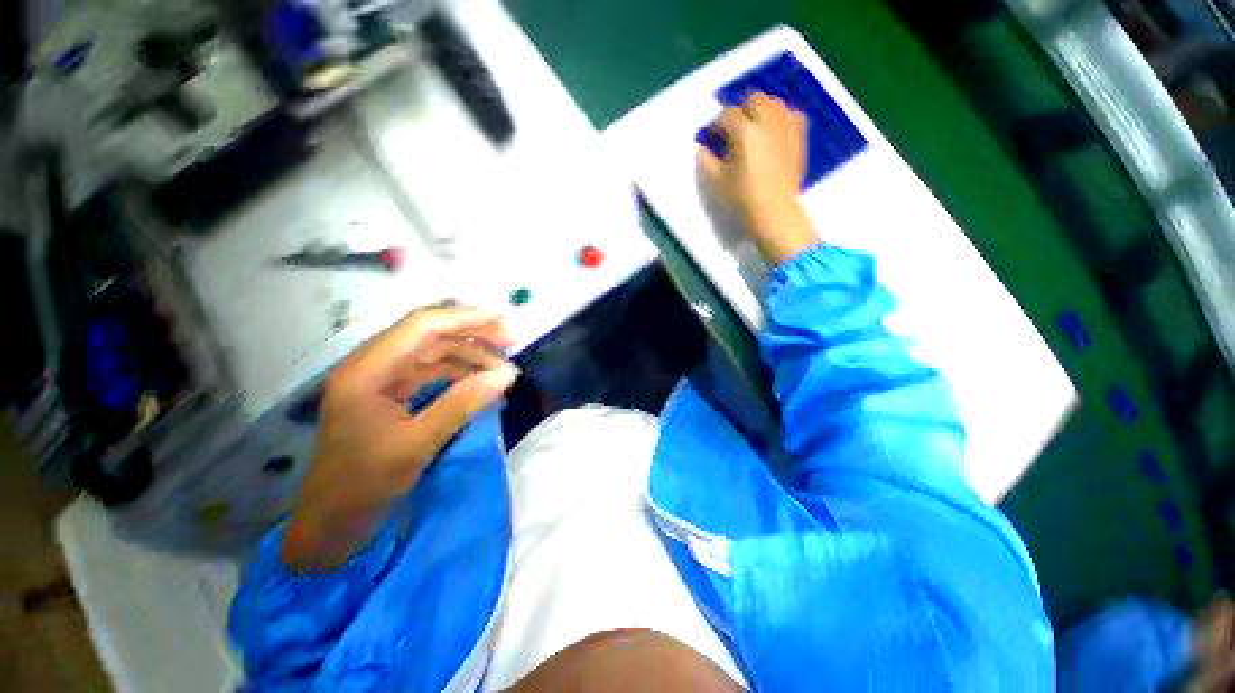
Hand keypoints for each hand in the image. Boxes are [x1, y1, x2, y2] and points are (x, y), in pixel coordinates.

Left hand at [283, 306, 518, 571]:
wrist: (331, 523)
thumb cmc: (365, 485)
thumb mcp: (418, 443)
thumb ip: (464, 403)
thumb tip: (507, 375)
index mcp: (367, 370)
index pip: (421, 326)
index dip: (465, 318)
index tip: (503, 319)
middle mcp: (372, 365)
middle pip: (429, 334)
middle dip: (472, 334)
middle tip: (510, 342)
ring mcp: (381, 379)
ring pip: (433, 352)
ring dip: (469, 355)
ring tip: (502, 369)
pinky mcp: (390, 393)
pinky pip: (431, 372)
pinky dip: (459, 374)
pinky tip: (481, 383)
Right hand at [698, 92, 819, 265]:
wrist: (774, 210)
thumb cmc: (742, 197)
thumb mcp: (716, 182)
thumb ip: (705, 161)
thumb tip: (701, 148)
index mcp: (744, 131)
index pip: (727, 115)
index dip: (717, 125)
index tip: (713, 137)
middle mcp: (767, 120)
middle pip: (753, 101)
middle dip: (741, 112)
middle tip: (734, 132)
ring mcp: (786, 125)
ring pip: (774, 103)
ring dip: (761, 111)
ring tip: (755, 130)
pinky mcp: (799, 135)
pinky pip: (791, 113)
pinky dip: (780, 118)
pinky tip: (774, 132)